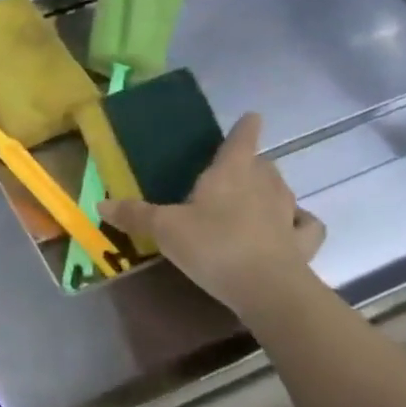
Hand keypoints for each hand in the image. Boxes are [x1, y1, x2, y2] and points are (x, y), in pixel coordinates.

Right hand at [100, 112, 324, 317]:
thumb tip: (99, 205)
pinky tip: (291, 227)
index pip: (241, 140)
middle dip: (252, 162)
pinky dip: (300, 222)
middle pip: (263, 164)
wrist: (268, 290)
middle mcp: (264, 185)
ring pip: (283, 190)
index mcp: (231, 172)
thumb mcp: (164, 229)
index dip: (245, 127)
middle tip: (235, 169)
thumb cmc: (213, 246)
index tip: (252, 116)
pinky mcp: (302, 243)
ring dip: (272, 189)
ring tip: (257, 196)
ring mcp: (287, 214)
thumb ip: (135, 215)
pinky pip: (305, 225)